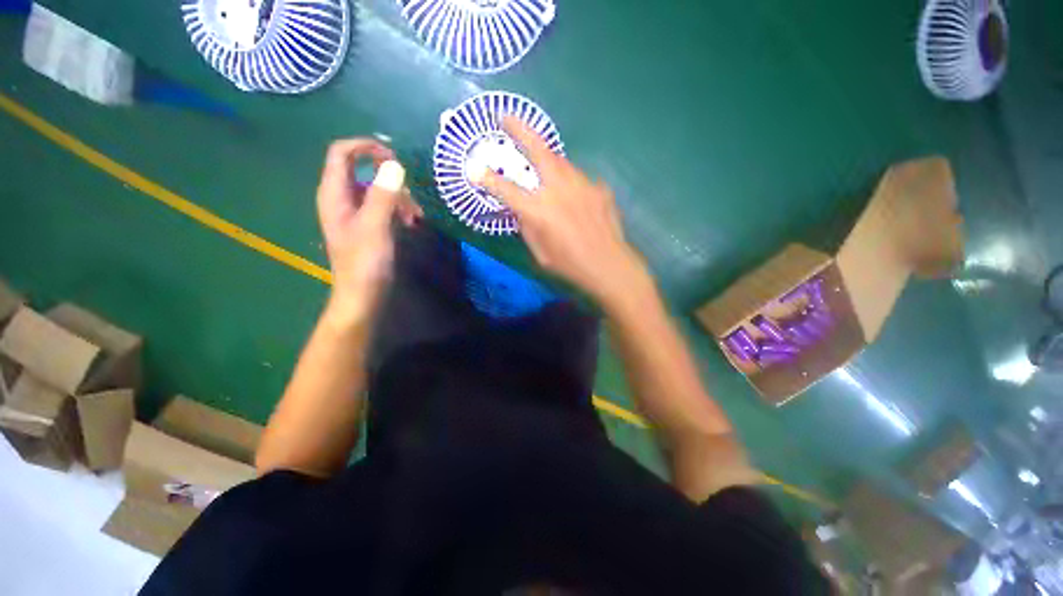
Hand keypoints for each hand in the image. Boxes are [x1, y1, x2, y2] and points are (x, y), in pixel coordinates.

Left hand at [316, 139, 421, 320]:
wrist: (363, 295)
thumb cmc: (365, 263)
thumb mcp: (375, 227)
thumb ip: (383, 195)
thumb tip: (394, 165)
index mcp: (334, 194)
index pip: (342, 153)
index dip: (365, 146)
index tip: (394, 156)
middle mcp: (341, 198)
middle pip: (362, 170)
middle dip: (389, 178)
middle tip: (410, 197)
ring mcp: (354, 212)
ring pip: (377, 190)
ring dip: (398, 198)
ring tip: (415, 217)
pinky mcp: (367, 225)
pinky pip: (382, 206)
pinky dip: (397, 210)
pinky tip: (410, 223)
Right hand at [472, 117, 650, 307]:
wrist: (609, 266)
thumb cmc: (571, 266)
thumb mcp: (540, 253)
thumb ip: (528, 227)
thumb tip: (522, 210)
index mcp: (540, 211)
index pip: (507, 190)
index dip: (488, 179)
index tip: (474, 168)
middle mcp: (559, 190)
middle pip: (538, 151)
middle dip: (519, 130)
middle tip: (506, 117)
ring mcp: (582, 185)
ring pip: (560, 162)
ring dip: (547, 158)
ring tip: (541, 162)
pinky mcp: (599, 188)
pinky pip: (579, 180)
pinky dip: (571, 184)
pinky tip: (574, 197)